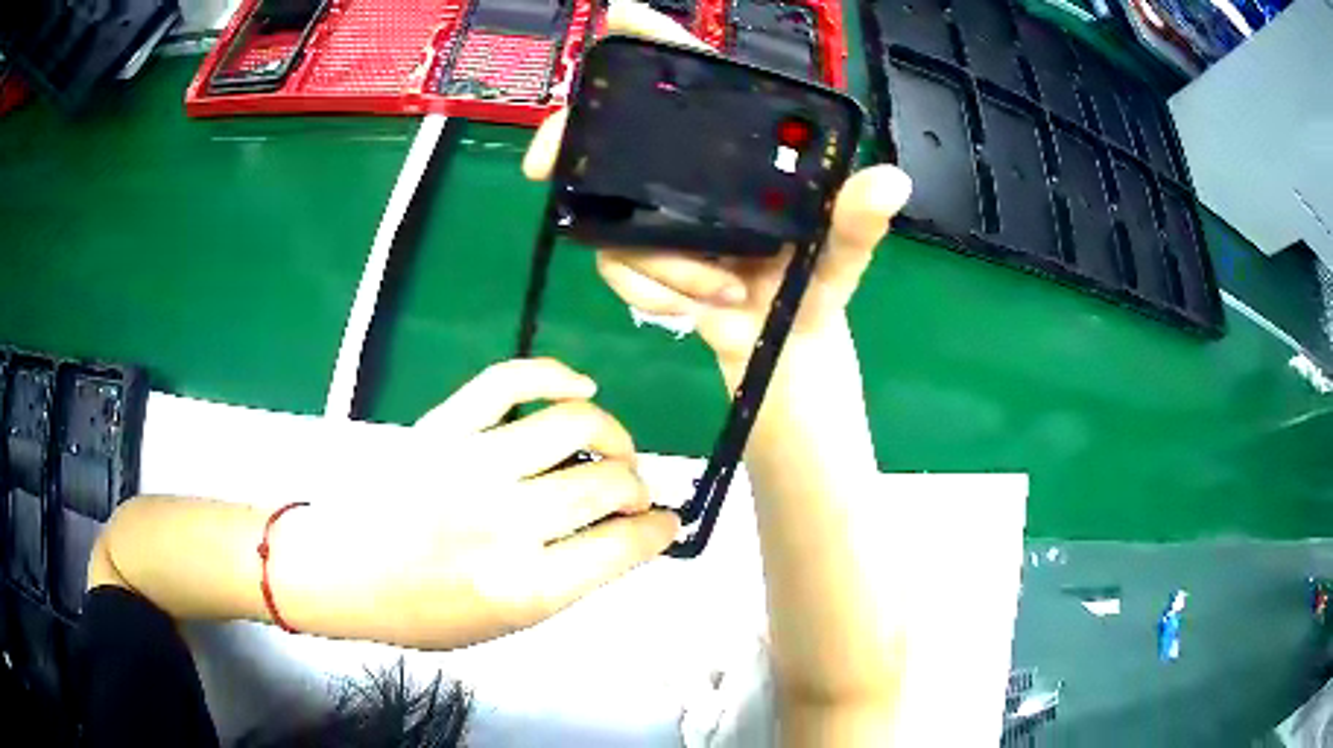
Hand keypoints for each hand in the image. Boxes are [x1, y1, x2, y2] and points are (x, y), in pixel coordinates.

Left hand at [275, 358, 678, 649]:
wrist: (343, 574)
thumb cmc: (424, 613)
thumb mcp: (506, 624)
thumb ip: (569, 580)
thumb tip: (623, 535)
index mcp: (524, 586)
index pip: (623, 545)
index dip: (658, 531)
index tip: (664, 523)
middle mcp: (504, 521)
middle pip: (606, 481)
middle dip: (638, 486)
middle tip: (632, 492)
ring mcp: (470, 464)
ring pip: (574, 423)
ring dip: (612, 435)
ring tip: (610, 448)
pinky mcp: (442, 428)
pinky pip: (510, 381)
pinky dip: (556, 374)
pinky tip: (579, 385)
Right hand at [521, 1, 911, 366]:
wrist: (783, 344)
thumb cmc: (816, 285)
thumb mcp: (843, 251)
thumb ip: (860, 220)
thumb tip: (892, 181)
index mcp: (740, 150)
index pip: (698, 84)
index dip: (658, 44)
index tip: (621, 17)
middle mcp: (692, 169)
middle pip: (616, 132)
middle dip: (573, 140)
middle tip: (546, 162)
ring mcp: (659, 209)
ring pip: (608, 210)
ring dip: (651, 259)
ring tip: (713, 287)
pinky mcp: (641, 253)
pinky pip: (613, 262)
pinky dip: (646, 290)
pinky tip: (688, 305)